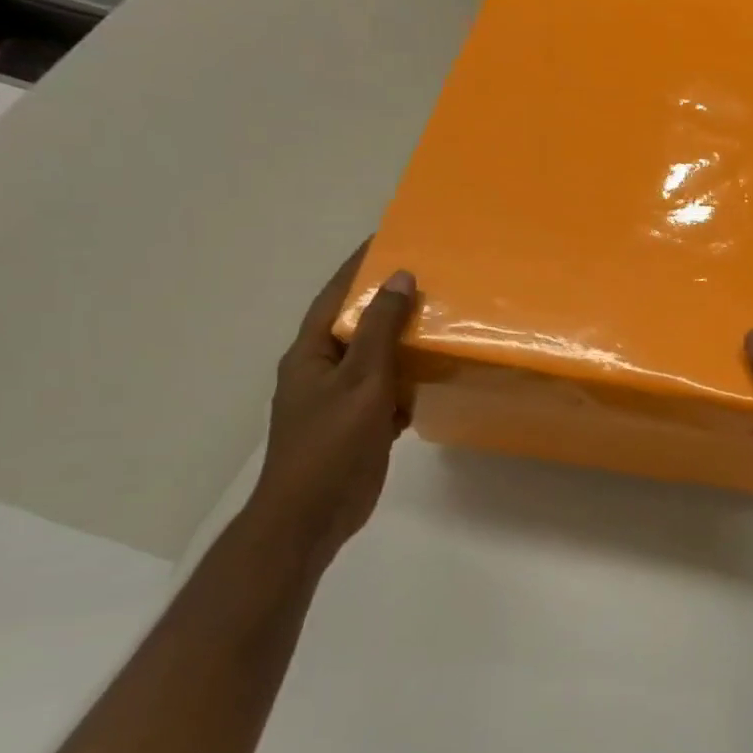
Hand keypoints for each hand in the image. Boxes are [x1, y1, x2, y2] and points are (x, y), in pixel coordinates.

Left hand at [246, 242, 415, 568]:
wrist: (312, 515)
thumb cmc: (330, 443)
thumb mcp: (360, 380)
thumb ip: (380, 330)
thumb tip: (399, 277)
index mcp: (311, 353)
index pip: (335, 295)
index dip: (359, 265)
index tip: (388, 237)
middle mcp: (323, 370)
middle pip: (358, 325)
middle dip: (388, 300)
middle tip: (429, 276)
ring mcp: (342, 399)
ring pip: (376, 358)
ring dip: (403, 340)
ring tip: (440, 318)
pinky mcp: (361, 424)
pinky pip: (388, 389)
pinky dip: (409, 378)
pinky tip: (436, 372)